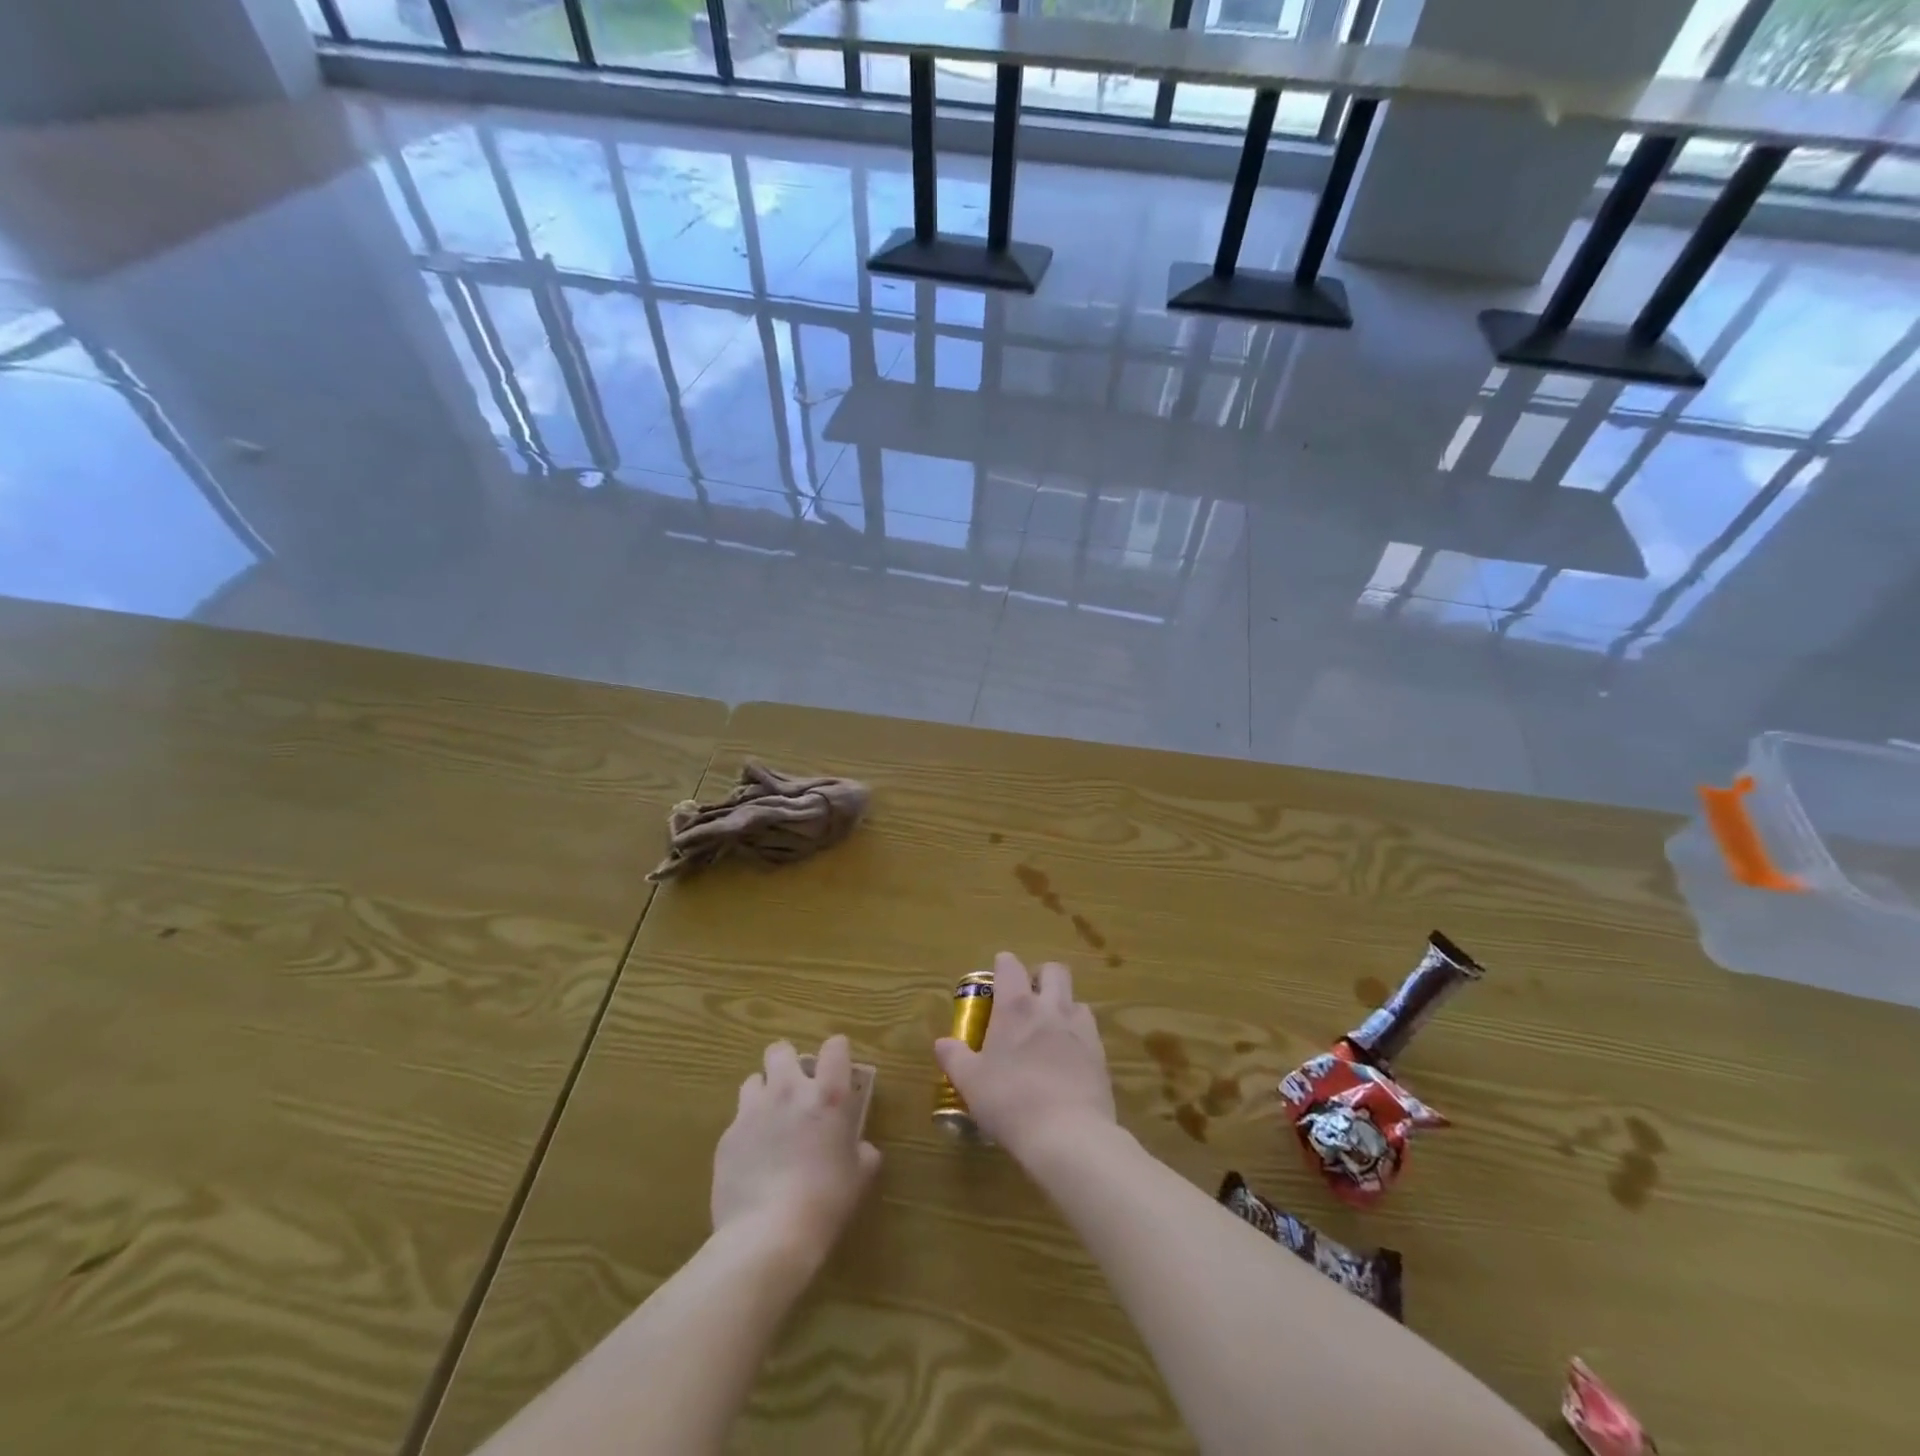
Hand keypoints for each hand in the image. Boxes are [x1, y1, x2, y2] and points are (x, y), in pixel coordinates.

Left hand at [712, 1035, 881, 1268]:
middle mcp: (789, 1091)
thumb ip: (863, 1153)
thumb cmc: (825, 1203)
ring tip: (770, 1121)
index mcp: (828, 1096)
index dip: (837, 1053)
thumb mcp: (859, 1177)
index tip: (838, 1068)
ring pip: (753, 1080)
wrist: (768, 1237)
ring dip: (763, 1093)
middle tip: (796, 1090)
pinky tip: (753, 1159)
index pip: (835, 1047)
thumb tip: (862, 1149)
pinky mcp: (727, 1137)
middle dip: (788, 1063)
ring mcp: (753, 1111)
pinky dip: (747, 1131)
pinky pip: (737, 1120)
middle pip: (781, 1050)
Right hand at [935, 952, 1116, 1162]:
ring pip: (1075, 999)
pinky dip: (1078, 1034)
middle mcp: (1050, 1008)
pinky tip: (1069, 1058)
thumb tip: (942, 1043)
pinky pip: (1090, 1030)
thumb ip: (954, 1058)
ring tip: (1050, 1030)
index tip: (997, 976)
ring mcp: (1080, 1029)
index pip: (1010, 966)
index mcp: (1016, 1007)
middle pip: (1054, 971)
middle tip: (1028, 998)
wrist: (1068, 1134)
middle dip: (1041, 976)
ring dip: (1063, 1005)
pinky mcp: (1100, 1053)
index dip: (1003, 965)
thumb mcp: (970, 1082)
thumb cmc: (1010, 1101)